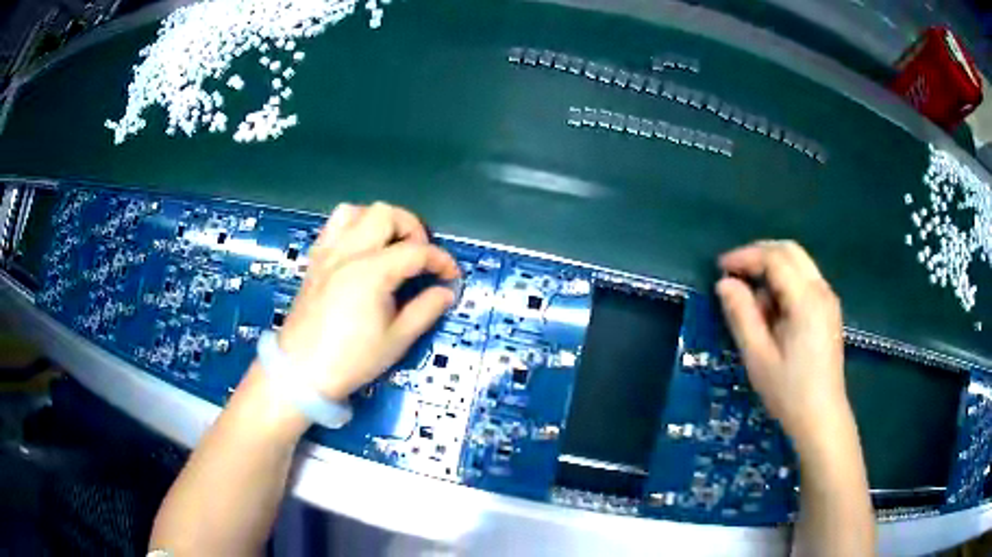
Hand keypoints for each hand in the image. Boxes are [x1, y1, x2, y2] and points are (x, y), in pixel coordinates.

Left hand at [276, 202, 459, 400]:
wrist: (302, 372)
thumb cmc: (351, 360)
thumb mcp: (396, 340)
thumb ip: (425, 310)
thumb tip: (445, 292)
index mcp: (372, 272)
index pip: (417, 251)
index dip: (441, 260)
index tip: (451, 276)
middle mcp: (349, 252)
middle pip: (386, 214)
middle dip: (412, 228)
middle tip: (420, 256)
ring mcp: (328, 253)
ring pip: (356, 211)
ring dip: (379, 222)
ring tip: (389, 246)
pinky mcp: (315, 260)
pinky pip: (333, 226)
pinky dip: (353, 227)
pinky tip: (361, 250)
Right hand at [715, 241, 846, 442]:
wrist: (821, 418)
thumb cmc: (788, 392)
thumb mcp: (758, 357)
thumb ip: (741, 315)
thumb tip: (725, 283)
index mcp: (806, 300)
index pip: (774, 259)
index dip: (745, 257)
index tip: (720, 268)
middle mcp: (821, 290)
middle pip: (790, 251)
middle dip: (759, 254)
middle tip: (734, 272)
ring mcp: (828, 299)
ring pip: (799, 263)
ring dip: (772, 267)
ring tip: (751, 296)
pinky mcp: (829, 310)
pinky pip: (805, 279)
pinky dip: (785, 281)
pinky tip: (772, 308)